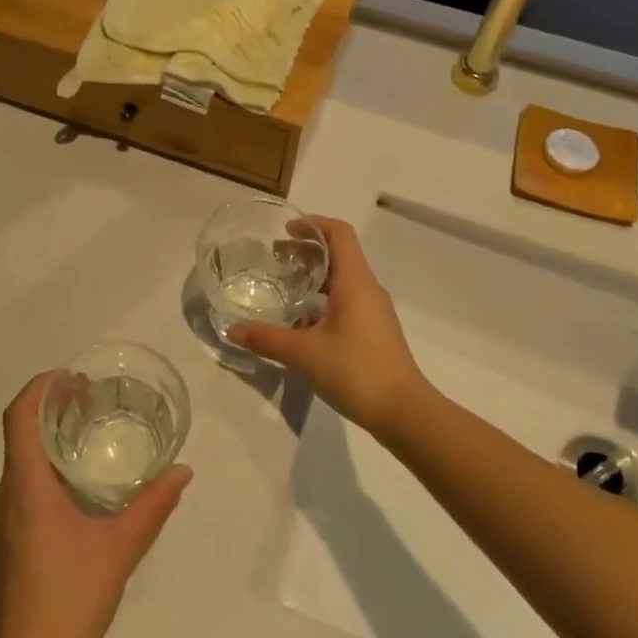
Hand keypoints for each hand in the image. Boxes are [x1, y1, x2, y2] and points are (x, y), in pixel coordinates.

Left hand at [0, 375, 192, 637]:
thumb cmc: (73, 598)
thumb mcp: (122, 547)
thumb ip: (154, 505)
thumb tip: (183, 471)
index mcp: (27, 487)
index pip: (19, 416)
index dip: (40, 387)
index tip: (72, 377)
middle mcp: (6, 497)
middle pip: (18, 433)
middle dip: (49, 406)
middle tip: (88, 397)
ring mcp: (2, 523)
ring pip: (18, 461)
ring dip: (46, 437)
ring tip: (85, 432)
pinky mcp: (6, 544)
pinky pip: (20, 486)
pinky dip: (43, 466)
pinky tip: (75, 485)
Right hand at [229, 217, 433, 443]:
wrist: (405, 412)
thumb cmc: (357, 371)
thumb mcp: (305, 354)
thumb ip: (267, 339)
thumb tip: (232, 330)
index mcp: (355, 282)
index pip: (339, 233)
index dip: (313, 225)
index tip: (285, 231)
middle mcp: (367, 288)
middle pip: (339, 254)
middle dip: (307, 251)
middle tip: (276, 258)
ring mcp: (374, 310)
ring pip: (342, 279)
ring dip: (314, 276)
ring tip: (284, 287)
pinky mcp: (374, 330)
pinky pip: (347, 301)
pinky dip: (323, 300)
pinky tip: (301, 323)